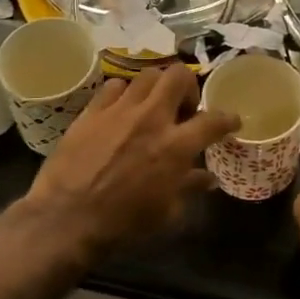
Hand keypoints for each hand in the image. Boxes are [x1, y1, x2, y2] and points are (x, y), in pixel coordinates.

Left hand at [26, 64, 239, 255]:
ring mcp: (120, 110)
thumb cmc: (122, 223)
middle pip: (178, 76)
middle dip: (188, 86)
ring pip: (147, 75)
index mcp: (175, 146)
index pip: (213, 120)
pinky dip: (123, 93)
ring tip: (152, 105)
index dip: (227, 118)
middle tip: (183, 107)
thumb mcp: (166, 212)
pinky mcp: (93, 110)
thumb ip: (189, 187)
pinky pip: (114, 86)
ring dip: (156, 87)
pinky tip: (121, 109)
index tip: (231, 120)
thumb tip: (208, 179)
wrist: (67, 219)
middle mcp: (152, 118)